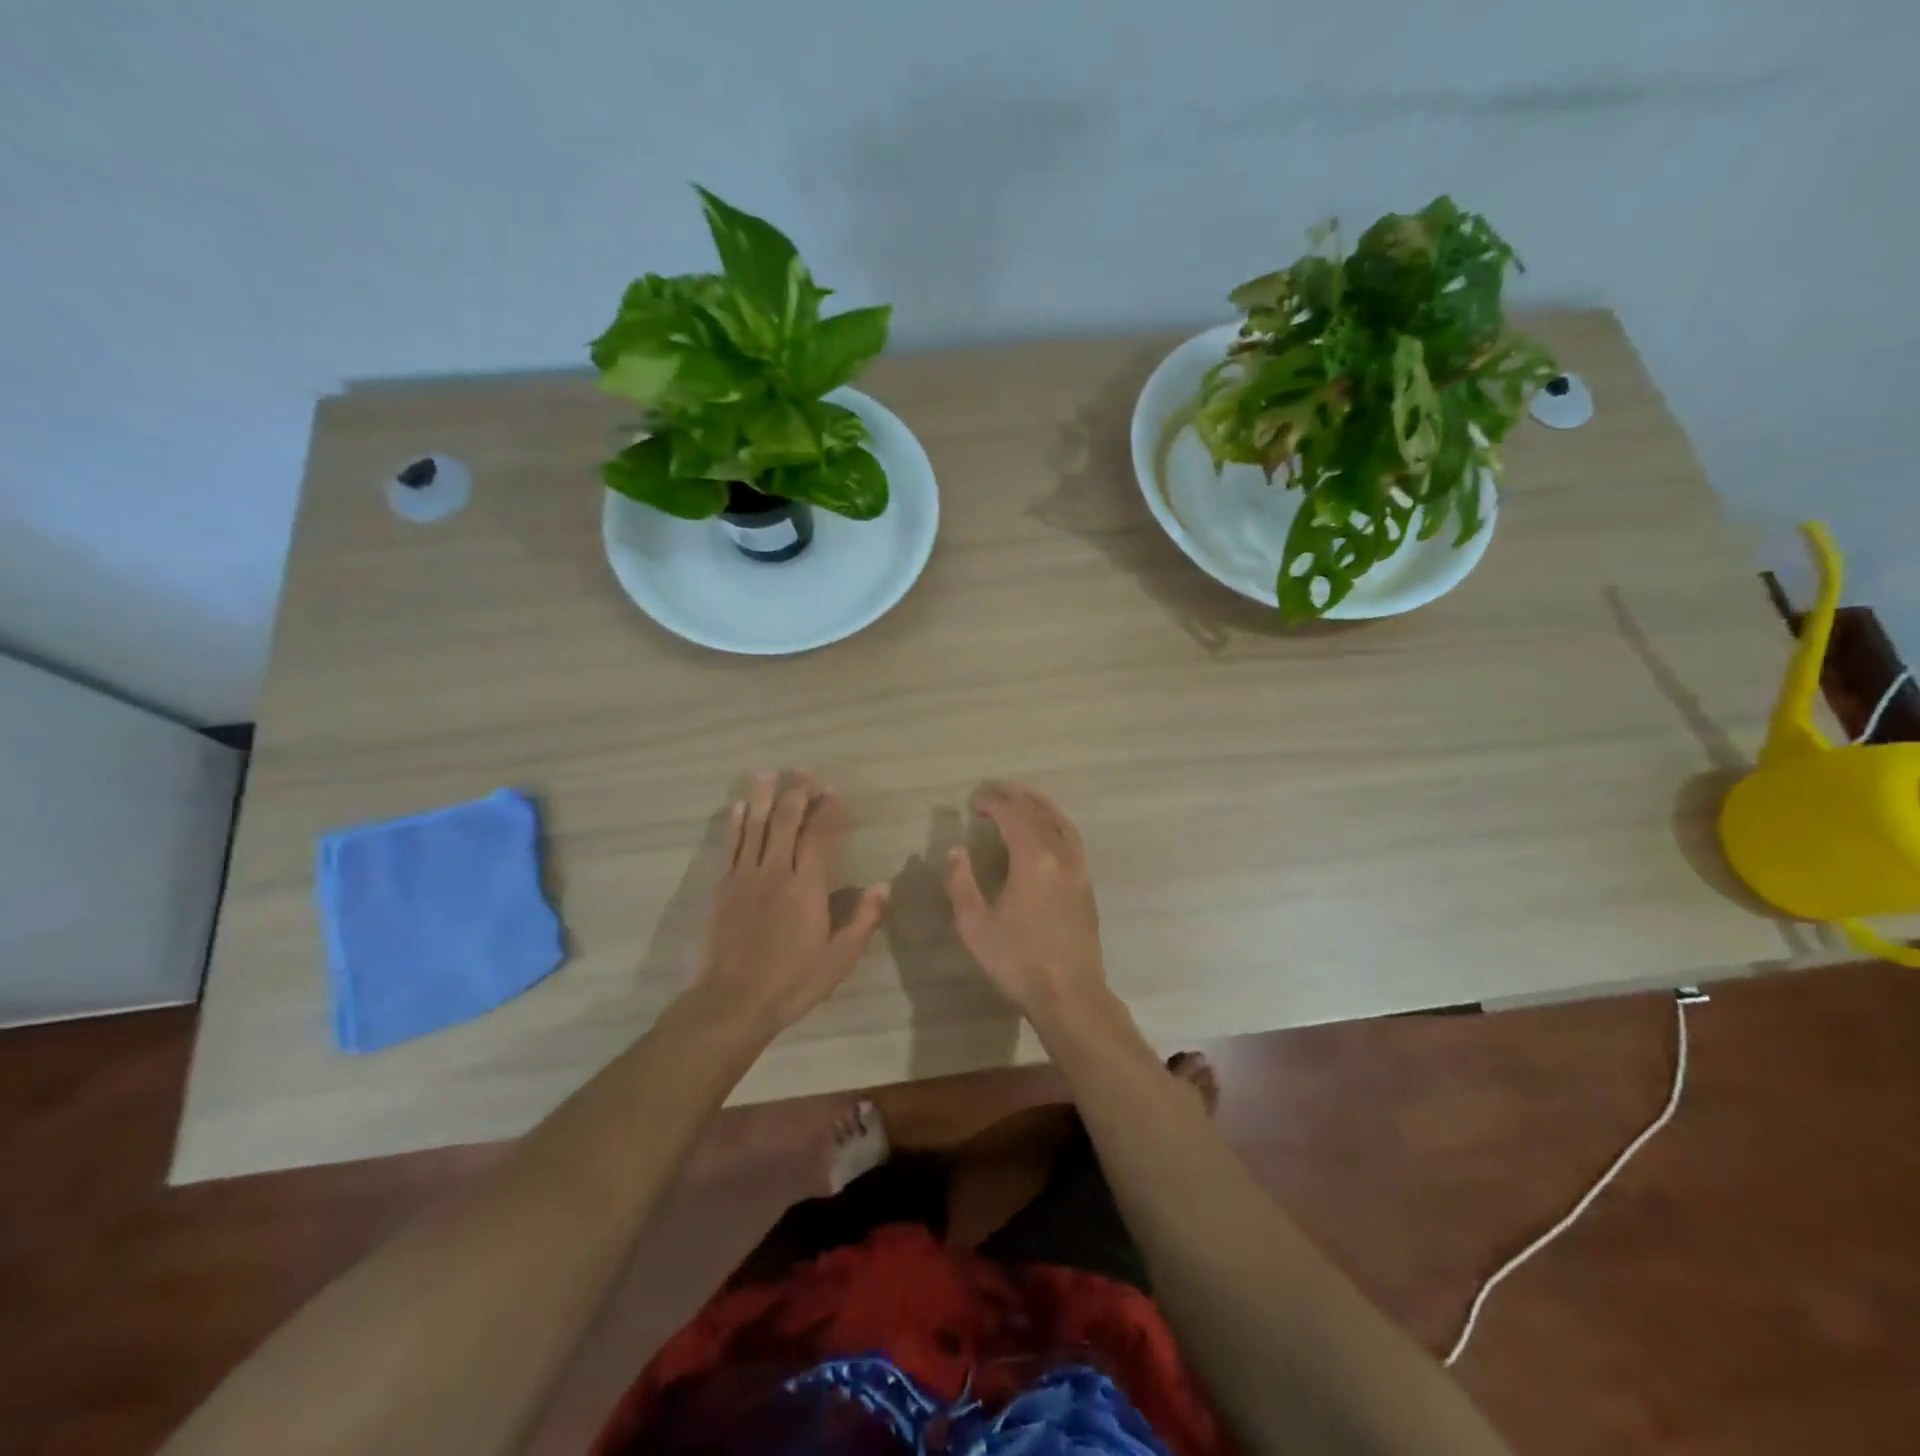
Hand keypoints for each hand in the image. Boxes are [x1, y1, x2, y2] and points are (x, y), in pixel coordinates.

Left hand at [693, 772, 888, 1035]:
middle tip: (802, 771)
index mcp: (806, 886)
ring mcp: (745, 878)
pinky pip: (730, 847)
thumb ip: (863, 920)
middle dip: (795, 794)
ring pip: (754, 828)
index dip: (826, 811)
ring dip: (762, 799)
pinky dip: (734, 825)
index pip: (818, 836)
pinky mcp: (722, 889)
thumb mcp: (839, 959)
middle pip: (785, 823)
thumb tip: (883, 887)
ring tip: (766, 775)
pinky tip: (736, 809)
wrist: (731, 1002)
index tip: (832, 791)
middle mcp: (775, 872)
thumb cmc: (792, 982)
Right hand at [946, 782, 1107, 1016]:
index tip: (974, 802)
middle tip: (992, 793)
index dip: (993, 801)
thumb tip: (956, 851)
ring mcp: (1078, 869)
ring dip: (1038, 805)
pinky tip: (1045, 831)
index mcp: (1034, 859)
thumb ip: (961, 883)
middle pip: (1038, 812)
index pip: (1014, 814)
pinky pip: (1071, 838)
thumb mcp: (975, 925)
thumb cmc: (1018, 961)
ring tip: (1019, 799)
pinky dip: (1055, 822)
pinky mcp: (1086, 885)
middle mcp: (1061, 855)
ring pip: (1061, 821)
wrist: (1070, 995)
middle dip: (1014, 797)